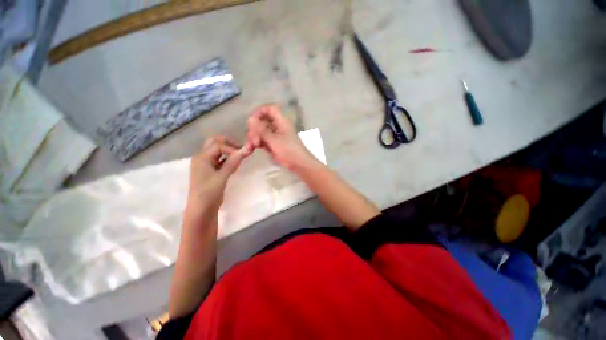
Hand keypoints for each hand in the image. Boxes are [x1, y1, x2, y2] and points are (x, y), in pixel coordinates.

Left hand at [187, 136, 252, 212]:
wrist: (201, 210)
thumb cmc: (209, 192)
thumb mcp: (222, 177)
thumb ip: (233, 162)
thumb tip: (246, 150)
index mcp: (201, 157)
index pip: (218, 145)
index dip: (231, 148)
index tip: (242, 156)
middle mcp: (202, 157)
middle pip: (215, 143)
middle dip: (229, 145)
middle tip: (241, 151)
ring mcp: (206, 164)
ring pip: (218, 151)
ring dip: (229, 151)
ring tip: (240, 157)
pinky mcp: (210, 171)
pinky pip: (219, 160)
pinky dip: (228, 159)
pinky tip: (235, 163)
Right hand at [247, 104, 317, 171]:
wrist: (299, 164)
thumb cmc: (289, 150)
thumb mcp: (274, 140)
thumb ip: (261, 130)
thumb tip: (250, 119)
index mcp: (281, 121)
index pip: (270, 109)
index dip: (260, 112)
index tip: (251, 121)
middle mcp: (278, 126)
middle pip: (262, 122)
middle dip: (254, 130)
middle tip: (252, 141)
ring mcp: (275, 136)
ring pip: (261, 132)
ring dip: (253, 138)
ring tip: (250, 148)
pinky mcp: (273, 144)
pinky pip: (262, 140)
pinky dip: (257, 144)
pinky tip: (251, 150)